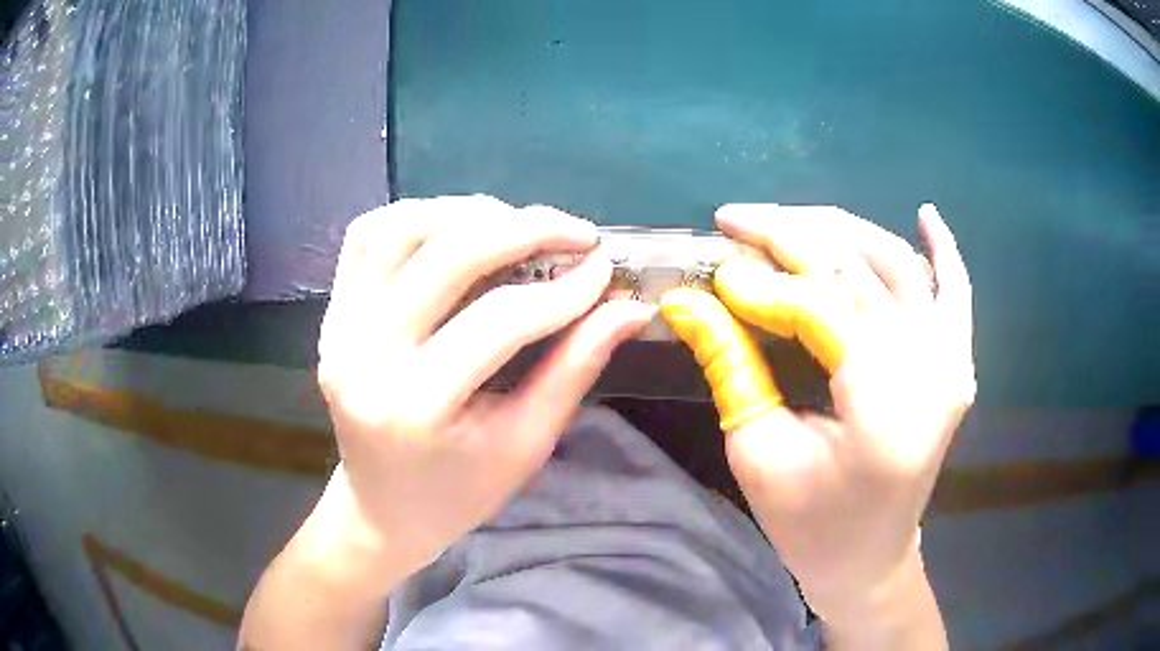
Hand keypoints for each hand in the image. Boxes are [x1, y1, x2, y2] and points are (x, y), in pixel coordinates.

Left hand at [317, 196, 653, 579]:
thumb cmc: (459, 492)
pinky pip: (366, 236)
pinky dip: (416, 217)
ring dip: (467, 213)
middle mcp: (363, 355)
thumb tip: (631, 307)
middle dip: (523, 230)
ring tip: (518, 224)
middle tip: (575, 233)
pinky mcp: (331, 314)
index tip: (605, 269)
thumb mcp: (525, 444)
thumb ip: (575, 368)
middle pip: (446, 256)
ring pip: (399, 229)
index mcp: (415, 405)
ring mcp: (338, 328)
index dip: (563, 290)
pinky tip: (457, 228)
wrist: (382, 508)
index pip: (499, 320)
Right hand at [659, 204, 974, 622]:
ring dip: (840, 230)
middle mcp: (929, 375)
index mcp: (882, 413)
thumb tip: (685, 299)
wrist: (871, 558)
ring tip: (785, 220)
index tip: (715, 272)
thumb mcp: (757, 453)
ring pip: (898, 265)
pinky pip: (956, 292)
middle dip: (790, 236)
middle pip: (858, 271)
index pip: (822, 311)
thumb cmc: (809, 525)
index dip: (764, 284)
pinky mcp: (956, 363)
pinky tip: (926, 214)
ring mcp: (951, 364)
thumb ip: (730, 365)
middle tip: (735, 222)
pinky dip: (943, 249)